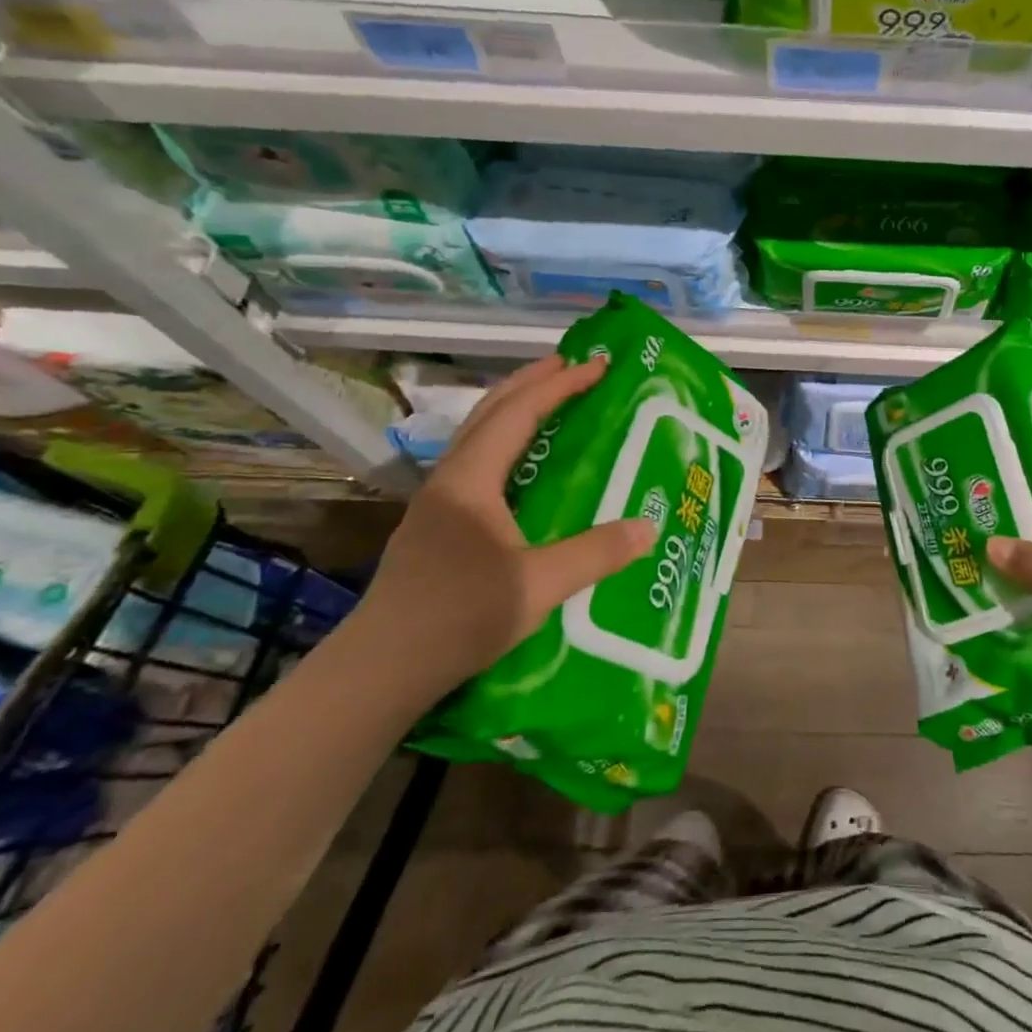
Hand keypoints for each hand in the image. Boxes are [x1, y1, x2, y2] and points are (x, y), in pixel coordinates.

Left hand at [356, 355, 655, 691]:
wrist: (382, 668)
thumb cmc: (460, 616)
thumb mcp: (539, 585)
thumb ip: (596, 553)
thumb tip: (649, 527)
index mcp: (471, 480)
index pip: (519, 414)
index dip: (560, 384)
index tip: (598, 364)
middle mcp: (450, 479)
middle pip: (490, 412)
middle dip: (533, 382)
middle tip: (573, 365)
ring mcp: (437, 503)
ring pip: (477, 436)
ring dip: (514, 409)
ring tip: (550, 401)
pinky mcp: (435, 527)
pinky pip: (476, 462)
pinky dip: (505, 441)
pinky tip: (521, 465)